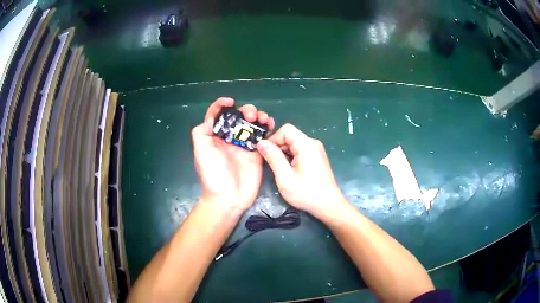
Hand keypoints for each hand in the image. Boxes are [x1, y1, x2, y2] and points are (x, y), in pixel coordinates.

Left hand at [192, 97, 274, 211]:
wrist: (228, 198)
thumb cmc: (213, 175)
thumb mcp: (201, 151)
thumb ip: (202, 132)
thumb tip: (212, 118)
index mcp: (215, 136)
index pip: (217, 115)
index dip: (222, 105)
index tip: (231, 101)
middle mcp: (229, 138)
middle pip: (238, 118)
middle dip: (245, 111)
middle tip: (251, 115)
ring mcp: (244, 145)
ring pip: (252, 125)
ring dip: (258, 117)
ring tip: (263, 118)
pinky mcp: (256, 153)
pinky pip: (263, 137)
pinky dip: (267, 129)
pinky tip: (270, 125)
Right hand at [256, 123, 345, 216]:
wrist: (328, 205)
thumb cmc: (306, 193)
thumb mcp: (285, 177)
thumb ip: (273, 157)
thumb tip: (260, 143)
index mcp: (306, 145)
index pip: (286, 129)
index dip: (273, 139)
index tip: (266, 154)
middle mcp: (312, 143)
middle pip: (289, 136)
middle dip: (277, 147)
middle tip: (272, 165)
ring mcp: (316, 150)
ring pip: (293, 144)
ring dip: (283, 154)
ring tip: (281, 171)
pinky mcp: (316, 157)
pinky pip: (299, 151)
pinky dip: (290, 158)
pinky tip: (289, 172)